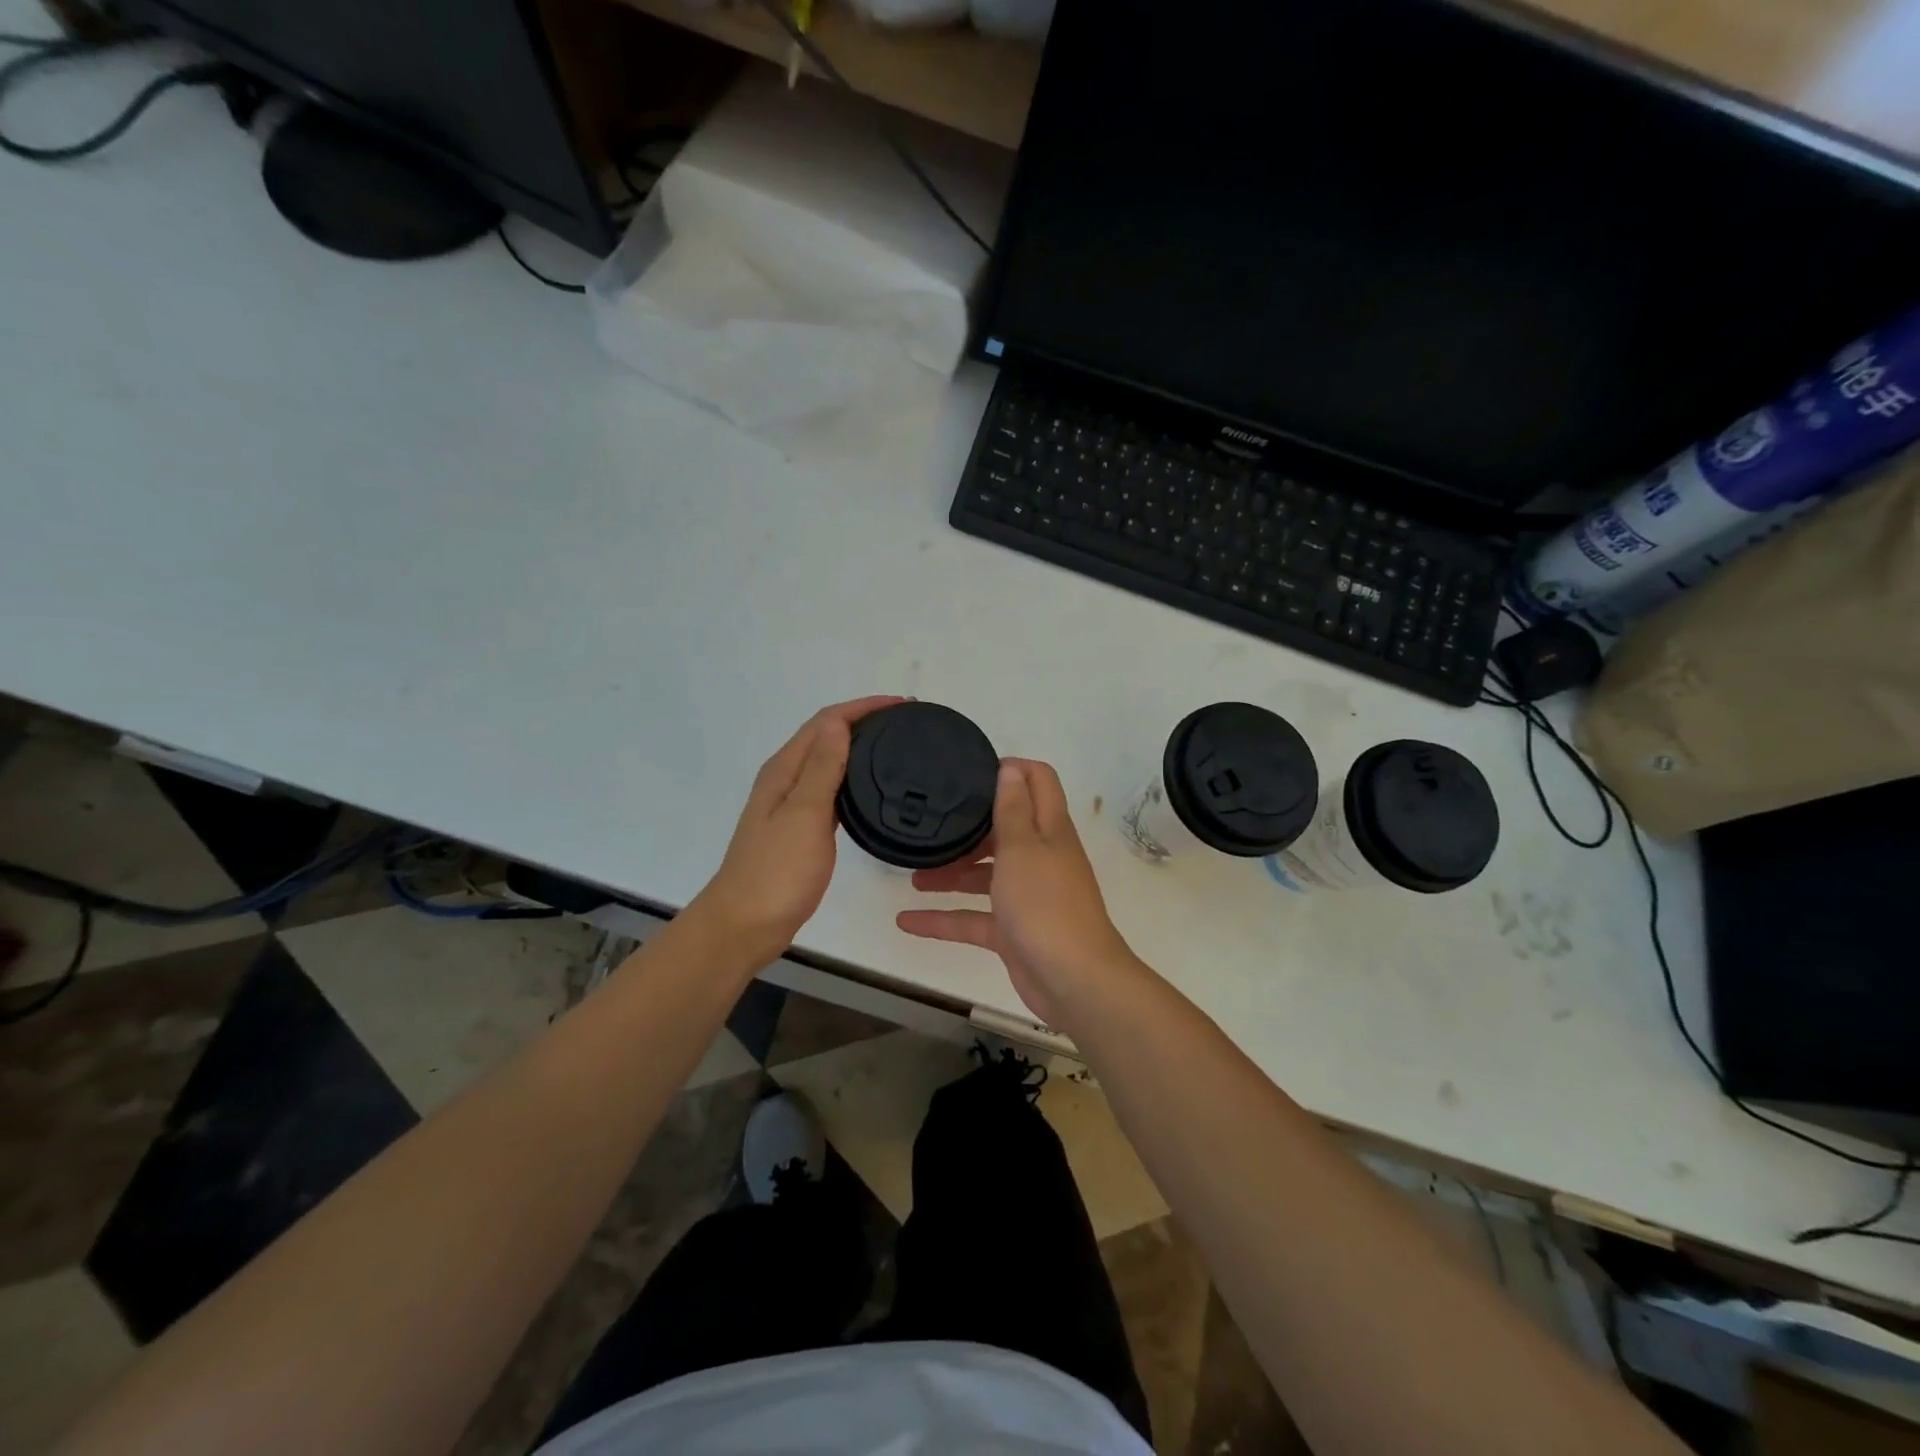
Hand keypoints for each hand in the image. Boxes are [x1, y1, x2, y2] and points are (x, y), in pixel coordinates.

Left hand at [694, 696, 903, 963]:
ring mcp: (791, 805)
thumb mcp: (804, 815)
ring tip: (897, 748)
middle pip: (826, 736)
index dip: (863, 707)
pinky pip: (830, 790)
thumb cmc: (776, 872)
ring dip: (859, 747)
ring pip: (829, 762)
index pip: (826, 722)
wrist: (745, 925)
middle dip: (864, 721)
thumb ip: (822, 769)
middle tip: (907, 723)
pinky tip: (871, 790)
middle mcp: (786, 780)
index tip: (903, 705)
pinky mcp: (800, 829)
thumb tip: (840, 723)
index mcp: (784, 770)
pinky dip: (852, 779)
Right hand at [897, 758, 1139, 1030]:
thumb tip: (1011, 768)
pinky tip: (907, 922)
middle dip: (970, 827)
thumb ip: (1012, 810)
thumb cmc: (1045, 905)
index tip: (970, 771)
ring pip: (985, 875)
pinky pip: (973, 918)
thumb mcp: (1023, 848)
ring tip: (913, 874)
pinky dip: (943, 919)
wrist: (1074, 981)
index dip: (1011, 769)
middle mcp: (1041, 857)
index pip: (1039, 782)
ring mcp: (1027, 896)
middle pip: (1005, 830)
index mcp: (1050, 830)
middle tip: (932, 823)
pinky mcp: (1013, 931)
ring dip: (951, 873)